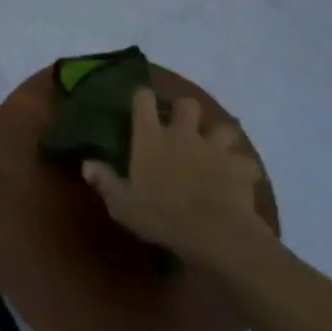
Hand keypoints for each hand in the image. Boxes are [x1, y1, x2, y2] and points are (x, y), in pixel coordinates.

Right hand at [81, 89, 270, 271]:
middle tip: (183, 126)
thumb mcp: (123, 205)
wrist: (215, 233)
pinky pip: (245, 162)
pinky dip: (242, 168)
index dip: (142, 97)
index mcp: (151, 138)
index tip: (141, 102)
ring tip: (216, 149)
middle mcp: (183, 134)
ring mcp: (214, 148)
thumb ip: (105, 181)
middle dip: (186, 111)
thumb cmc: (162, 216)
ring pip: (223, 127)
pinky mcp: (239, 167)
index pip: (143, 100)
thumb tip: (86, 164)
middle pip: (188, 104)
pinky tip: (239, 178)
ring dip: (220, 136)